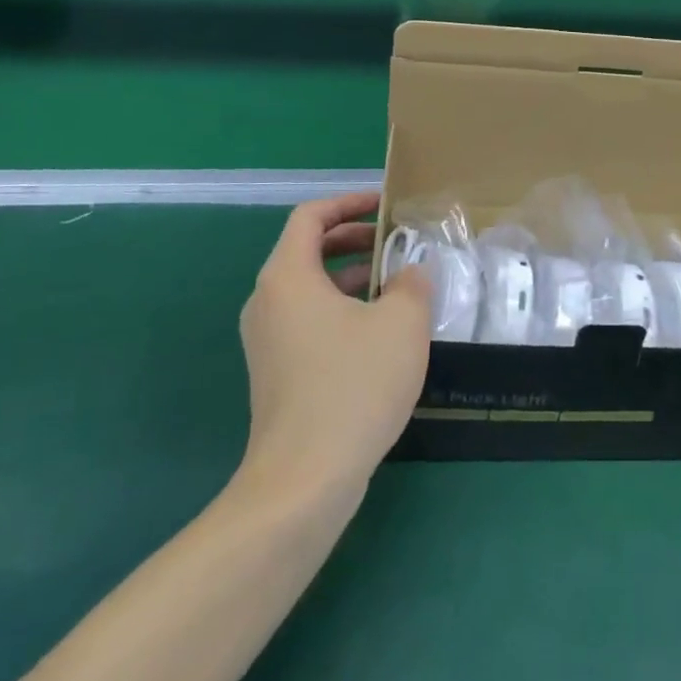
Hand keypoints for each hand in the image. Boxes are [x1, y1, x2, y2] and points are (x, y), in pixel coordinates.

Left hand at [237, 192, 432, 498]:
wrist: (304, 478)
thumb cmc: (354, 385)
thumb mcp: (402, 323)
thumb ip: (412, 284)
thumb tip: (411, 274)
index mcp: (288, 277)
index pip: (310, 217)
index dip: (349, 203)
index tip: (385, 206)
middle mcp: (267, 302)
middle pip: (307, 251)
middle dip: (354, 240)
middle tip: (396, 242)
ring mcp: (267, 341)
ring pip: (309, 290)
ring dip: (351, 278)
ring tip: (396, 285)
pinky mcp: (276, 373)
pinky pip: (308, 322)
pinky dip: (341, 311)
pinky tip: (380, 334)